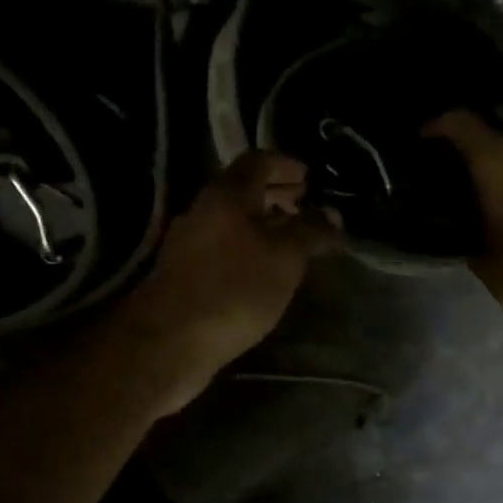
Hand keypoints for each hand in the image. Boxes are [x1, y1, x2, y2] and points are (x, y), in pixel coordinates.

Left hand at [117, 151, 338, 411]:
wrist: (171, 340)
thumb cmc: (234, 290)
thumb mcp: (285, 258)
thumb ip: (310, 231)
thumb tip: (331, 213)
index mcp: (226, 194)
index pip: (258, 161)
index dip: (286, 165)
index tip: (309, 178)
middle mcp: (203, 210)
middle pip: (243, 190)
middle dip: (276, 195)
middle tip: (304, 207)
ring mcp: (188, 243)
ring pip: (232, 222)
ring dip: (262, 225)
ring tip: (291, 242)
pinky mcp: (184, 274)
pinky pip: (223, 248)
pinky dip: (247, 249)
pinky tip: (264, 272)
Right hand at [426, 109, 502, 338]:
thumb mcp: (486, 262)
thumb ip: (467, 231)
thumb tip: (461, 222)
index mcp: (501, 163)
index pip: (461, 122)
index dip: (437, 126)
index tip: (424, 140)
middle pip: (502, 116)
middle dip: (479, 127)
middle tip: (461, 152)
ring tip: (494, 168)